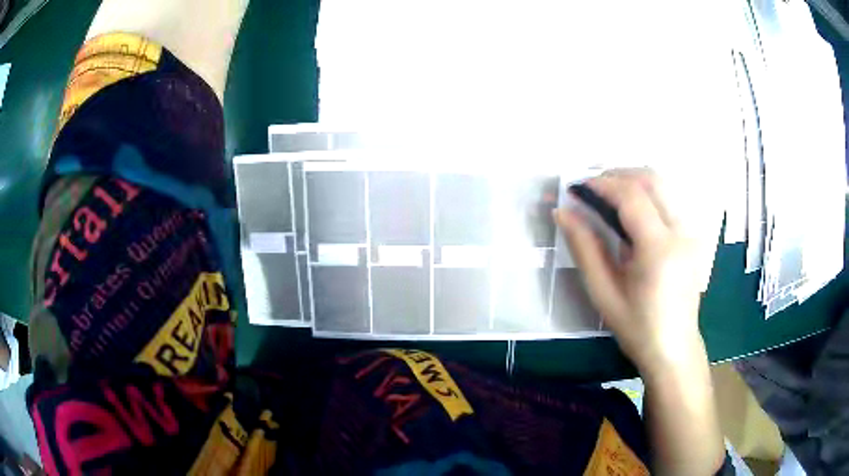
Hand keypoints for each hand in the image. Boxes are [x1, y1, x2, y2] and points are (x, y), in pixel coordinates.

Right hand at [555, 169, 706, 374]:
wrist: (674, 348)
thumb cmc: (637, 328)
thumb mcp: (604, 293)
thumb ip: (584, 248)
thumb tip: (563, 212)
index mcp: (659, 249)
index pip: (631, 196)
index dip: (602, 184)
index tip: (577, 188)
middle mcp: (681, 232)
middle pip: (652, 179)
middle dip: (618, 174)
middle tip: (592, 187)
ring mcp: (691, 232)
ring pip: (663, 185)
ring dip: (633, 181)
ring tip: (608, 195)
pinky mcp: (693, 236)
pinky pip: (670, 199)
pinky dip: (647, 193)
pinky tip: (632, 211)